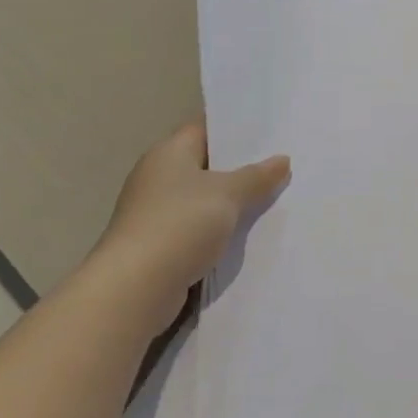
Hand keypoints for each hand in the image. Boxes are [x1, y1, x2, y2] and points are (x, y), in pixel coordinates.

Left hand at [87, 120, 289, 316]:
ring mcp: (156, 212)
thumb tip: (282, 160)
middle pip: (207, 163)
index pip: (206, 128)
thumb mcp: (228, 194)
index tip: (271, 130)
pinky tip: (249, 232)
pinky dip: (220, 228)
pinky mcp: (160, 244)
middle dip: (241, 166)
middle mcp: (158, 177)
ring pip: (205, 198)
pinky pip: (198, 227)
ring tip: (275, 195)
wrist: (135, 290)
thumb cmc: (180, 225)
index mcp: (169, 153)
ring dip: (233, 201)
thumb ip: (257, 176)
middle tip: (282, 162)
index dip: (236, 127)